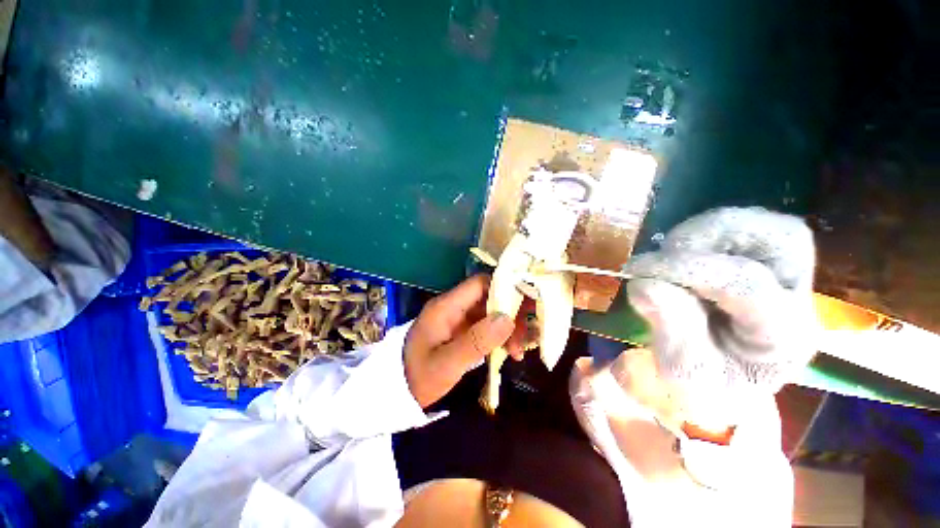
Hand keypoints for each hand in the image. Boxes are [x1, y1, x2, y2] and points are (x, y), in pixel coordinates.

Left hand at [404, 275, 527, 407]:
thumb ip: (476, 341)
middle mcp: (454, 307)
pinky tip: (509, 352)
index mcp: (447, 306)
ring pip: (490, 313)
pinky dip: (500, 337)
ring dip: (507, 328)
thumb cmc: (418, 376)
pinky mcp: (462, 331)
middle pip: (489, 297)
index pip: (480, 284)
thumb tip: (507, 319)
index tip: (524, 305)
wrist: (397, 392)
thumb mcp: (447, 363)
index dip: (504, 288)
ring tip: (518, 351)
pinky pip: (486, 327)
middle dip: (510, 314)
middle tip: (525, 335)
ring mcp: (458, 319)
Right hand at [624, 208, 816, 419]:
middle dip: (711, 237)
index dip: (686, 269)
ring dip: (705, 232)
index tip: (637, 271)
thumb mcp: (684, 372)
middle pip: (781, 237)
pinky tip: (681, 255)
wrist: (729, 383)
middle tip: (664, 254)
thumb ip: (670, 329)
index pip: (746, 284)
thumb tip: (644, 283)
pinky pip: (743, 227)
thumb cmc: (708, 385)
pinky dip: (704, 233)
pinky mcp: (767, 262)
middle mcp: (799, 297)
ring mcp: (789, 274)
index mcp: (784, 337)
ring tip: (669, 256)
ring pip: (762, 224)